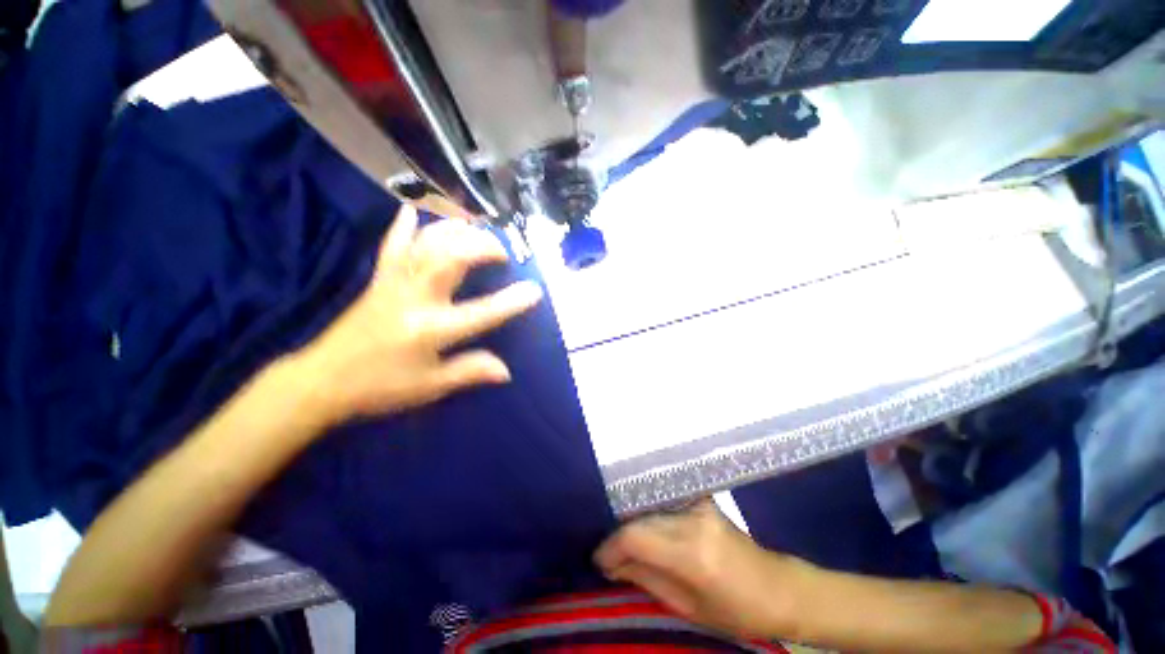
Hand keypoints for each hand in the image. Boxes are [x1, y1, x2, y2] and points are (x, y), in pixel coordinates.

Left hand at [297, 205, 542, 425]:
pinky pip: (391, 245)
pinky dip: (403, 225)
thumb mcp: (430, 387)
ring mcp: (393, 284)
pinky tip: (414, 210)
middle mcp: (414, 299)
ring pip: (425, 244)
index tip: (535, 290)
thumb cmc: (380, 387)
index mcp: (430, 330)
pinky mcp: (377, 279)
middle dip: (482, 247)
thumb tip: (506, 371)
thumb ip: (470, 373)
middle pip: (451, 258)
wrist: (321, 381)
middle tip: (503, 252)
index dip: (511, 302)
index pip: (480, 313)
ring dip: (454, 231)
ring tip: (476, 229)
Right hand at [594, 500, 807, 639]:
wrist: (777, 587)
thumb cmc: (736, 611)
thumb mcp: (687, 608)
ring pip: (648, 508)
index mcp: (693, 553)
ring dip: (632, 525)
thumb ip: (646, 579)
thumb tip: (611, 565)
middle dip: (619, 538)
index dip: (611, 547)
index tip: (598, 561)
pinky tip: (641, 525)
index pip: (636, 536)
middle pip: (640, 518)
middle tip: (608, 556)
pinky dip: (648, 515)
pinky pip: (663, 503)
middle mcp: (692, 519)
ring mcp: (698, 504)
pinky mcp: (701, 498)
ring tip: (622, 545)